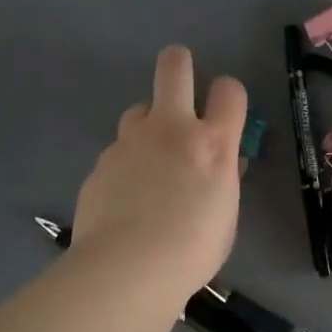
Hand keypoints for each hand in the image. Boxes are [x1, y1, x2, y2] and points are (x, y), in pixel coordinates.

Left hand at [72, 46, 247, 304]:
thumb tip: (225, 164)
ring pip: (139, 109)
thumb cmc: (193, 250)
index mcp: (212, 144)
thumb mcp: (225, 217)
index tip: (224, 108)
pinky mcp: (101, 161)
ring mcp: (131, 141)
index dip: (229, 94)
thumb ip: (224, 181)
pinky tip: (125, 196)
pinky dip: (126, 163)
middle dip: (179, 63)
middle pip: (174, 66)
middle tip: (180, 82)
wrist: (128, 268)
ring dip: (148, 124)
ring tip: (150, 160)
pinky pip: (118, 150)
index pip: (230, 91)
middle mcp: (171, 130)